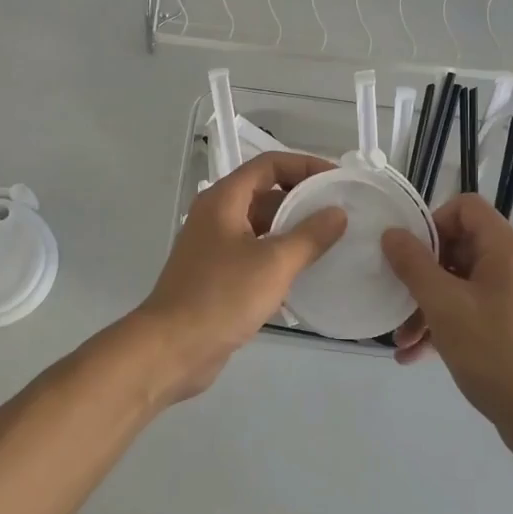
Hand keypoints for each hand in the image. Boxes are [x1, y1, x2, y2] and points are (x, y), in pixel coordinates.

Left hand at [126, 152, 346, 402]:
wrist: (172, 348)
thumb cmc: (222, 297)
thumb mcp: (274, 263)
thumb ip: (310, 236)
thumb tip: (338, 213)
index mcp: (224, 199)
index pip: (269, 164)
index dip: (305, 166)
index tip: (337, 180)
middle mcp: (217, 215)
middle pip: (265, 192)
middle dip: (303, 199)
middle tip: (341, 213)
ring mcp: (215, 246)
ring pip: (261, 225)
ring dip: (293, 229)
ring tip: (332, 241)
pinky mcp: (217, 275)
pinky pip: (255, 253)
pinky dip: (280, 256)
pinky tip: (307, 273)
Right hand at [381, 194, 512, 465]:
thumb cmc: (495, 352)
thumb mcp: (443, 305)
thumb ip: (413, 265)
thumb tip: (392, 233)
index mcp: (504, 248)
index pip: (465, 207)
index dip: (432, 222)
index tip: (408, 253)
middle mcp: (512, 265)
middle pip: (458, 247)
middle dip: (421, 274)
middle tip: (396, 298)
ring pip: (459, 284)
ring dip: (426, 306)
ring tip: (401, 339)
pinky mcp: (511, 327)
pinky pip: (470, 312)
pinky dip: (444, 326)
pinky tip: (415, 355)